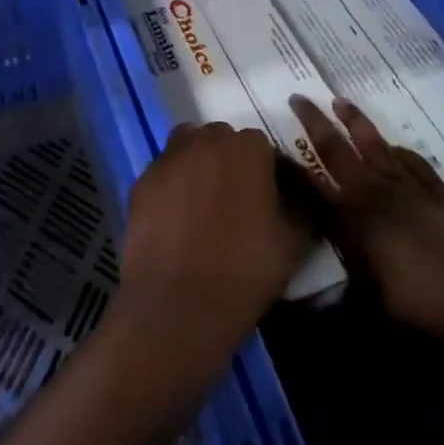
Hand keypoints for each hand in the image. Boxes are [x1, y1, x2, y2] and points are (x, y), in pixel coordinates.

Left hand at [115, 123, 311, 381]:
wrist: (179, 303)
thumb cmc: (245, 268)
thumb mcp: (295, 240)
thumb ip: (303, 206)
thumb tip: (301, 195)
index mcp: (247, 148)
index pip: (263, 147)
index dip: (267, 172)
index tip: (269, 198)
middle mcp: (204, 141)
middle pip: (221, 141)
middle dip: (230, 162)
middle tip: (236, 201)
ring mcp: (167, 160)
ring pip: (187, 149)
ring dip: (198, 165)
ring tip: (204, 205)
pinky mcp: (140, 183)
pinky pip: (163, 175)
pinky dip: (172, 187)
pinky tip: (177, 220)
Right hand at [290, 96, 443, 342]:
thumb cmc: (421, 300)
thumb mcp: (369, 292)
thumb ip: (342, 272)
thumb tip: (315, 274)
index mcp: (355, 215)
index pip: (312, 182)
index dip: (290, 164)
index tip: (271, 146)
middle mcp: (378, 191)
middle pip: (340, 149)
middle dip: (315, 122)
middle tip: (298, 99)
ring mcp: (411, 187)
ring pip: (377, 144)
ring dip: (356, 122)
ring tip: (341, 102)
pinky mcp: (440, 192)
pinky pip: (412, 160)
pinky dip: (398, 149)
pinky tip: (394, 146)